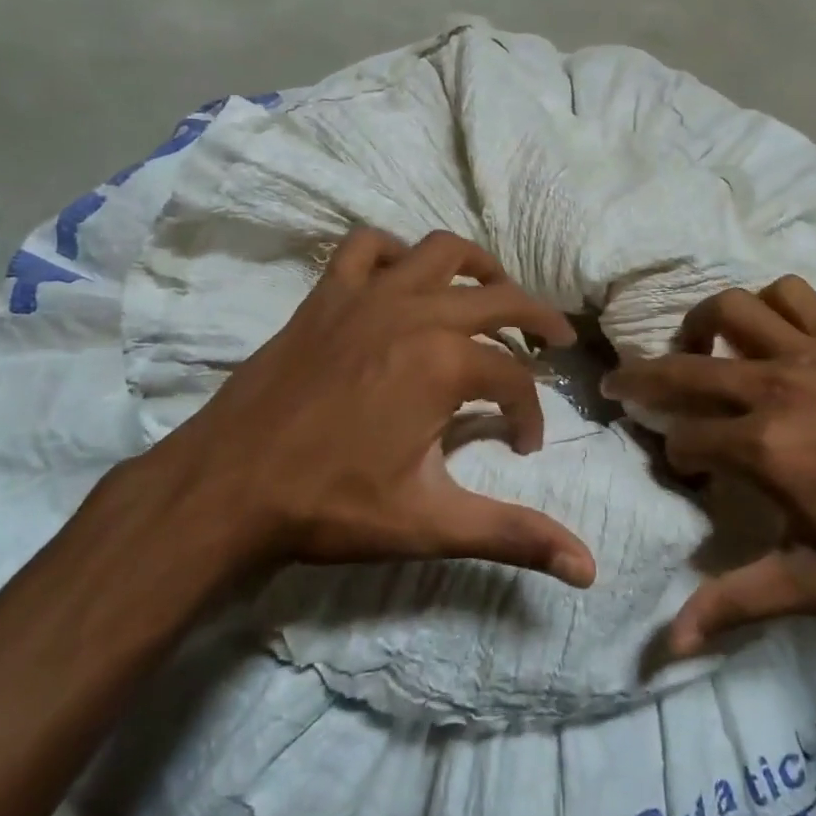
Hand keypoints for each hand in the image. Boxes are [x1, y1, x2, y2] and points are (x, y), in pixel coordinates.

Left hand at [135, 228, 597, 588]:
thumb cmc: (332, 505)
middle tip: (555, 343)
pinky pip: (367, 247)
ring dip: (480, 268)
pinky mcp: (327, 295)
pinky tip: (404, 278)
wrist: (226, 488)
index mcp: (446, 364)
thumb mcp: (432, 523)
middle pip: (501, 300)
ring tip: (495, 294)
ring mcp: (368, 296)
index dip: (530, 415)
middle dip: (539, 322)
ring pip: (443, 251)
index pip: (515, 382)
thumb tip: (589, 568)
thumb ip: (514, 535)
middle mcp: (417, 313)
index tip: (523, 446)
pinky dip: (395, 253)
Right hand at [601, 277, 815, 653]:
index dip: (676, 456)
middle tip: (619, 383)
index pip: (684, 439)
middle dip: (641, 377)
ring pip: (730, 308)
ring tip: (699, 347)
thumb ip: (737, 603)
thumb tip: (670, 644)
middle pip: (684, 367)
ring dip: (702, 324)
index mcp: (763, 447)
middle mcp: (773, 386)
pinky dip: (768, 304)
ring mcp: (810, 352)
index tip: (689, 471)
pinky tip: (769, 331)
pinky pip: (791, 295)